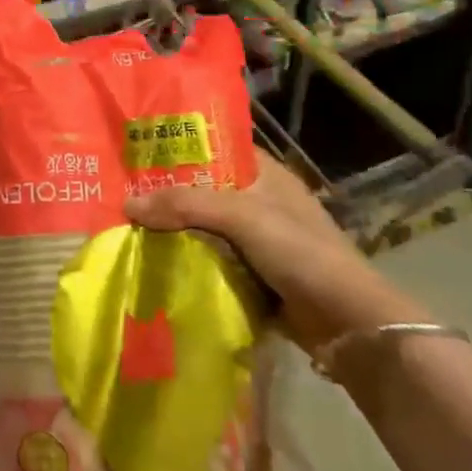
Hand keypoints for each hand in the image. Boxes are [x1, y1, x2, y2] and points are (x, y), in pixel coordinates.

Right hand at [122, 152, 428, 353]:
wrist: (348, 323)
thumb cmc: (300, 252)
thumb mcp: (241, 216)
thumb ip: (185, 205)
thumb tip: (128, 205)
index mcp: (266, 174)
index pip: (216, 148)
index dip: (180, 147)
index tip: (139, 151)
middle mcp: (261, 201)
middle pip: (204, 190)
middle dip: (168, 194)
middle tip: (123, 193)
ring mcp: (258, 241)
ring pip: (204, 227)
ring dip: (174, 230)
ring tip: (128, 226)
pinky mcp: (254, 275)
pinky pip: (211, 260)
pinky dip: (187, 261)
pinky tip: (154, 262)